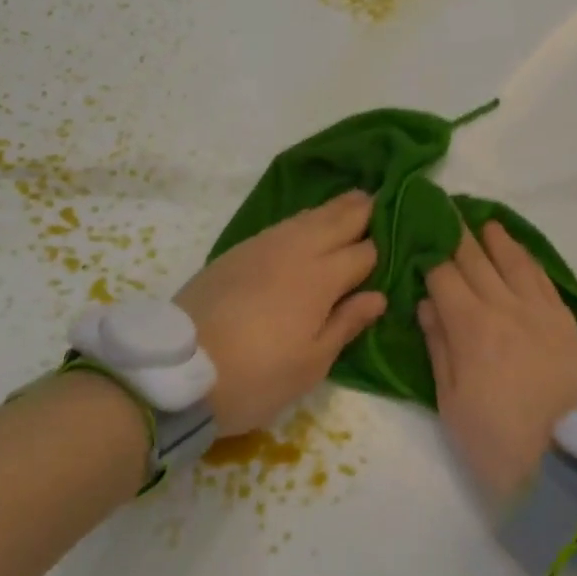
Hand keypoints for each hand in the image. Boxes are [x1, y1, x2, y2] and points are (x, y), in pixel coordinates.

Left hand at [176, 190, 386, 435]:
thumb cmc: (255, 376)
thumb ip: (346, 323)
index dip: (382, 249)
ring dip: (333, 209)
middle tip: (381, 199)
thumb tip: (377, 295)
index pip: (363, 253)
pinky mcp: (238, 251)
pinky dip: (304, 219)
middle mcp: (295, 251)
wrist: (178, 370)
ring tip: (352, 202)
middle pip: (337, 220)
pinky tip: (307, 225)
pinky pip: (282, 225)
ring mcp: (263, 246)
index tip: (399, 243)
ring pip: (307, 216)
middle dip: (361, 210)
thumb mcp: (310, 364)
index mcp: (320, 278)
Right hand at [420, 221, 576, 501]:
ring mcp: (540, 311)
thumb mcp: (454, 405)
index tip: (415, 233)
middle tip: (443, 210)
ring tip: (482, 221)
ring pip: (513, 261)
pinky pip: (542, 278)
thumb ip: (440, 349)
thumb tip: (427, 304)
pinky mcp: (566, 322)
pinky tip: (519, 252)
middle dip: (456, 234)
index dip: (427, 252)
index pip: (443, 275)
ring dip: (494, 238)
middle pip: (476, 259)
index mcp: (471, 327)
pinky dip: (527, 258)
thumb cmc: (502, 443)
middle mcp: (505, 306)